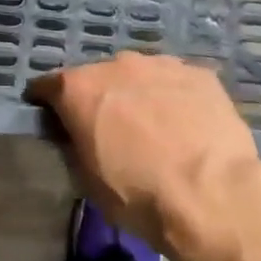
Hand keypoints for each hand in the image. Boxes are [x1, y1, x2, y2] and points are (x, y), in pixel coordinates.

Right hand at [27, 53, 260, 255]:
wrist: (212, 195)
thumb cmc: (140, 195)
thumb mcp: (88, 180)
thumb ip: (75, 143)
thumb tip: (76, 133)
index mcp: (81, 88)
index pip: (49, 85)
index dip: (47, 101)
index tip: (52, 116)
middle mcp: (117, 65)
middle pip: (99, 76)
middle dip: (100, 97)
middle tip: (111, 128)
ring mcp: (161, 64)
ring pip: (140, 75)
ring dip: (139, 94)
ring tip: (154, 126)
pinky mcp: (199, 73)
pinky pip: (176, 82)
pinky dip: (174, 98)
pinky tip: (186, 125)